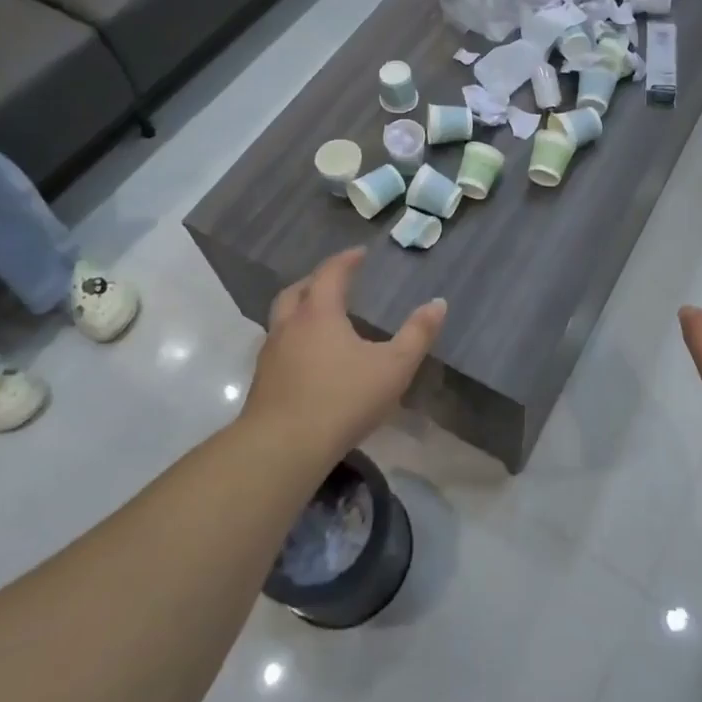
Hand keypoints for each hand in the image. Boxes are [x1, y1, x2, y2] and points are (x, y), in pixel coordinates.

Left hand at [243, 248, 446, 460]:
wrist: (282, 449)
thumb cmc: (342, 400)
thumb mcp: (393, 368)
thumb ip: (417, 334)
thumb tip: (438, 303)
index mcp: (318, 314)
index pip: (330, 273)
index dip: (346, 260)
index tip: (360, 253)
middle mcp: (289, 326)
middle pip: (297, 291)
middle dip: (317, 280)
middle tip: (335, 280)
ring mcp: (270, 354)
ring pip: (281, 318)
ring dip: (300, 309)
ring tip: (321, 318)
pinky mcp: (262, 382)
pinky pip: (277, 346)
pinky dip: (293, 339)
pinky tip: (308, 358)